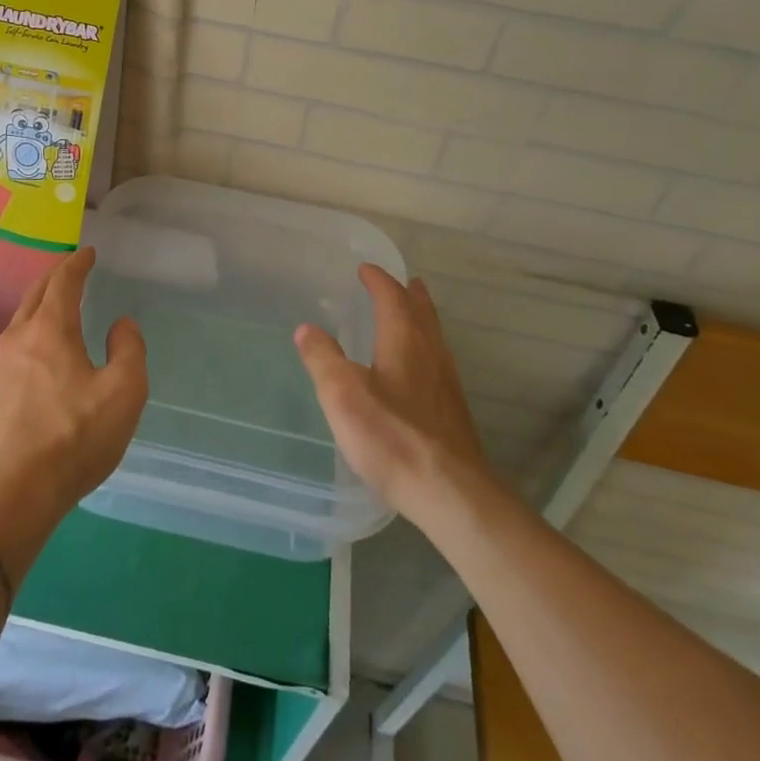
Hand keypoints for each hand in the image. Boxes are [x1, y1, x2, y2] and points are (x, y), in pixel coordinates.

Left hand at [0, 248, 147, 526]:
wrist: (14, 492)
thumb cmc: (75, 437)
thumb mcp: (124, 392)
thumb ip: (129, 349)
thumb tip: (120, 324)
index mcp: (50, 329)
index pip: (63, 281)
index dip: (77, 263)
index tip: (88, 252)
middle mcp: (19, 338)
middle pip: (36, 294)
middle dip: (55, 277)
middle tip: (72, 270)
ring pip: (21, 320)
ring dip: (40, 305)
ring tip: (57, 308)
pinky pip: (14, 347)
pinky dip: (31, 333)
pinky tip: (40, 353)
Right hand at [295, 265, 489, 521]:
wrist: (450, 492)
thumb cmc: (392, 436)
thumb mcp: (343, 394)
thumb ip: (322, 358)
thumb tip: (307, 328)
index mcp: (404, 340)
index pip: (392, 297)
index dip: (378, 280)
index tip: (365, 269)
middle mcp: (431, 353)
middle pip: (422, 312)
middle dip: (409, 294)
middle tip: (402, 282)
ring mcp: (446, 383)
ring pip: (433, 337)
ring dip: (421, 319)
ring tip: (412, 315)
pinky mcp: (452, 411)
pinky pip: (437, 361)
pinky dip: (425, 348)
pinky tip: (418, 370)